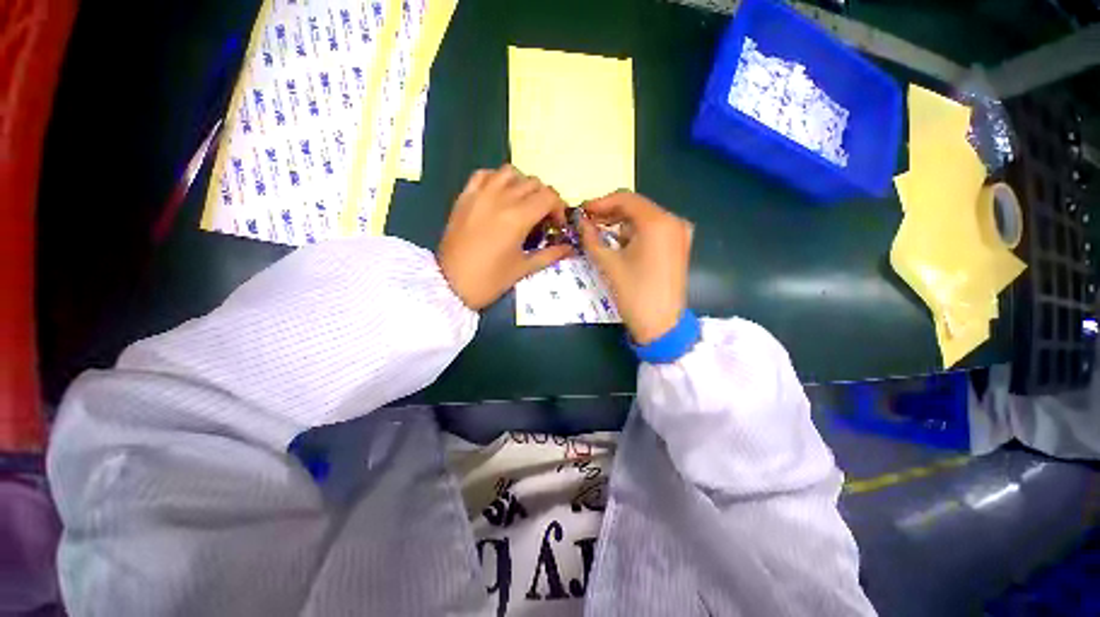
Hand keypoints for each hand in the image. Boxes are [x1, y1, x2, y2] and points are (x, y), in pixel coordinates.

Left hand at [438, 165, 573, 309]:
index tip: (557, 224)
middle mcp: (501, 198)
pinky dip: (497, 179)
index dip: (559, 208)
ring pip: (510, 172)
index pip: (548, 197)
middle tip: (542, 218)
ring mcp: (480, 194)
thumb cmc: (490, 280)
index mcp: (518, 217)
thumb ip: (550, 254)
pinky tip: (500, 195)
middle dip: (544, 198)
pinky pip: (484, 174)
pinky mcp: (465, 196)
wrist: (450, 284)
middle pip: (533, 183)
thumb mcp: (523, 268)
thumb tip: (570, 248)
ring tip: (522, 204)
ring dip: (522, 184)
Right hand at [578, 191, 692, 344]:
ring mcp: (680, 234)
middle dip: (610, 213)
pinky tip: (620, 243)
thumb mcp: (608, 263)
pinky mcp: (679, 246)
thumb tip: (579, 222)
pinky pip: (654, 231)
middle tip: (587, 223)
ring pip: (644, 219)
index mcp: (657, 222)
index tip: (582, 211)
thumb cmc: (634, 293)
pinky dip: (635, 233)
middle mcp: (673, 221)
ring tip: (599, 233)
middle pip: (636, 207)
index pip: (625, 199)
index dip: (600, 203)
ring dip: (621, 224)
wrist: (661, 325)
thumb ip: (591, 238)